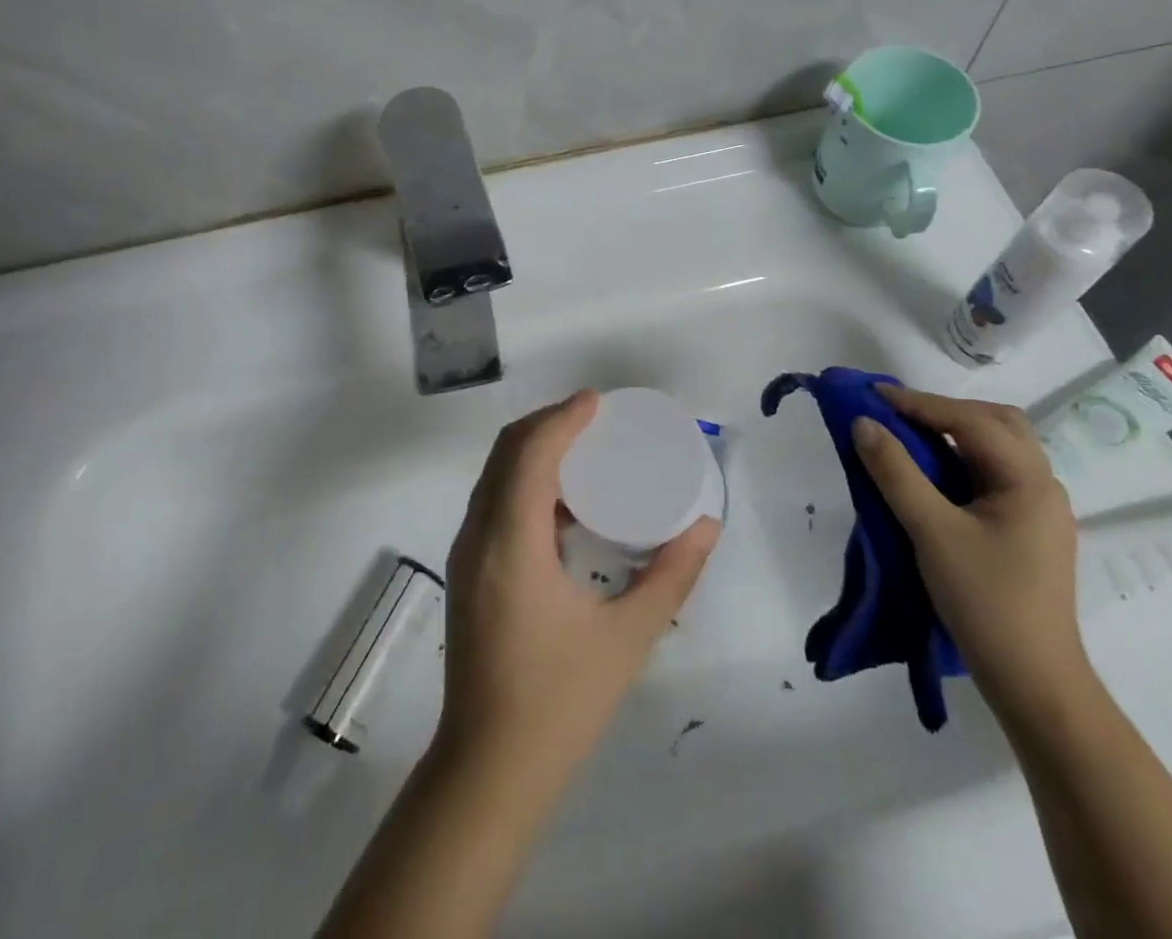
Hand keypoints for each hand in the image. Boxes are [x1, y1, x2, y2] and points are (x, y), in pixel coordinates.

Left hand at [437, 390, 719, 784]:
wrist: (487, 770)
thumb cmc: (560, 702)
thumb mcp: (627, 638)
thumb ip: (671, 576)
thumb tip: (706, 526)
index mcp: (511, 544)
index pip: (529, 454)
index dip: (561, 418)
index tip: (597, 402)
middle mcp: (478, 536)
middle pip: (505, 454)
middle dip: (546, 424)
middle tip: (593, 420)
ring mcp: (465, 554)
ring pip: (493, 476)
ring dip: (532, 450)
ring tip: (582, 450)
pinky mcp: (467, 572)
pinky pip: (492, 502)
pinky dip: (522, 481)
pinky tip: (563, 504)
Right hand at [853, 386, 1091, 724]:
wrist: (1035, 684)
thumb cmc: (986, 602)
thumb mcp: (931, 532)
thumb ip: (895, 473)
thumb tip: (863, 423)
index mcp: (1029, 480)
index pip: (971, 421)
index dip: (919, 403)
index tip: (872, 396)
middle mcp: (1042, 485)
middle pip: (996, 423)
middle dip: (945, 410)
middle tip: (897, 413)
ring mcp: (1038, 510)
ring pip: (997, 449)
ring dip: (954, 434)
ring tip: (909, 436)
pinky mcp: (1027, 531)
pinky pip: (992, 475)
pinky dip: (960, 460)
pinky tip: (932, 474)